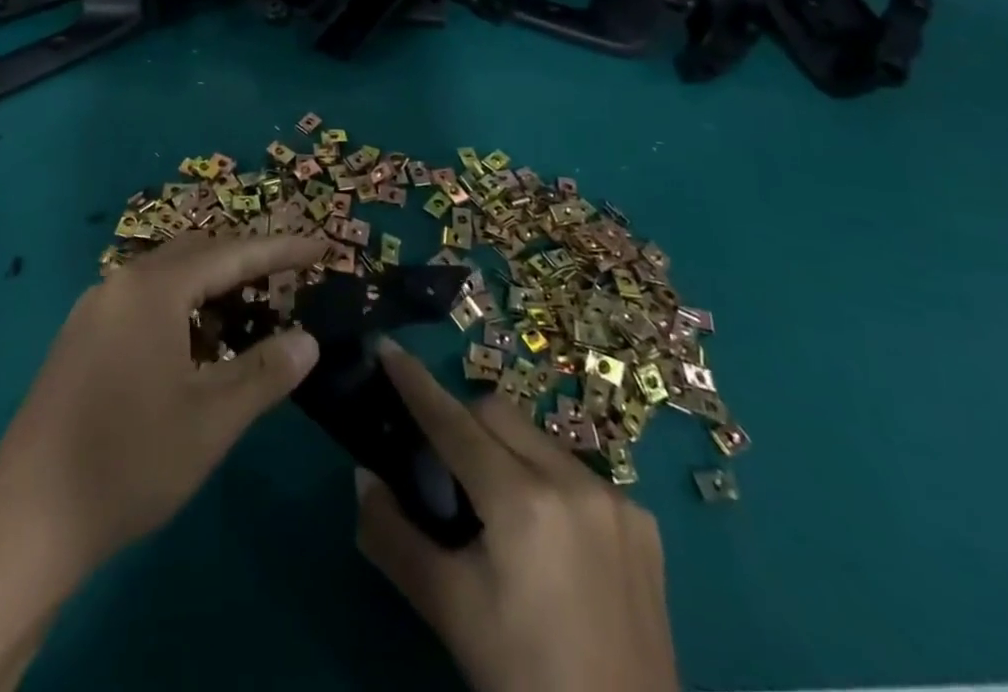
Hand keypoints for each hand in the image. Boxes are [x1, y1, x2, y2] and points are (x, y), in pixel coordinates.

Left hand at [0, 230, 323, 570]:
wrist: (26, 519)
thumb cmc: (129, 461)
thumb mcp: (211, 420)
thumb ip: (264, 372)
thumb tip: (307, 339)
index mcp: (153, 289)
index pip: (231, 253)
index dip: (279, 250)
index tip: (319, 246)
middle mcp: (120, 283)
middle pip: (195, 253)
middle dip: (243, 260)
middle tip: (287, 276)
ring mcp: (92, 309)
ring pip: (165, 276)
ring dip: (209, 285)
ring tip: (247, 308)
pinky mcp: (78, 338)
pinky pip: (141, 300)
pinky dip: (178, 306)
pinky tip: (192, 343)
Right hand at [356, 341, 677, 691]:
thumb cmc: (522, 680)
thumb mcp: (447, 610)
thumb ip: (392, 536)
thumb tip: (363, 477)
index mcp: (521, 501)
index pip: (452, 420)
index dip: (415, 383)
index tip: (387, 349)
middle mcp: (571, 480)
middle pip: (496, 413)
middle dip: (461, 422)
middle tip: (443, 469)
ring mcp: (615, 499)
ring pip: (536, 437)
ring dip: (505, 451)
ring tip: (498, 510)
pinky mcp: (643, 524)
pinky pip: (576, 472)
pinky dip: (546, 481)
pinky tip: (549, 539)